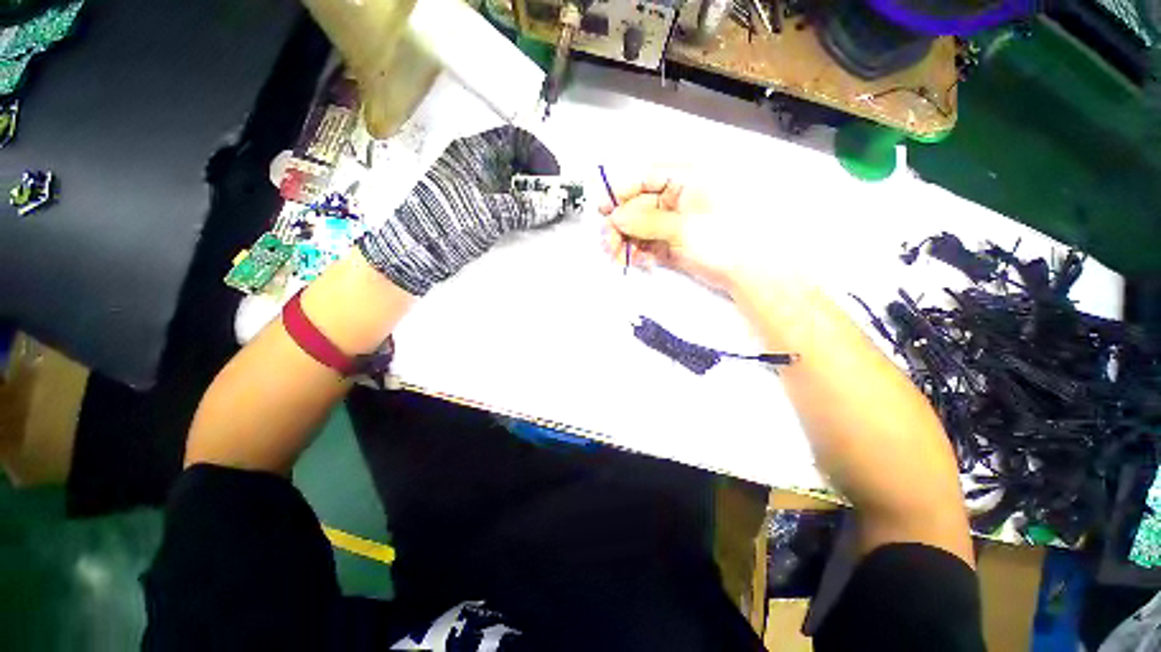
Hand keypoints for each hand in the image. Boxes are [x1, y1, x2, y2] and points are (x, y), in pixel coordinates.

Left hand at [359, 126, 566, 295]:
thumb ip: (525, 208)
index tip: (555, 180)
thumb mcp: (490, 214)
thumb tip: (558, 204)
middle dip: (539, 178)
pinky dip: (521, 208)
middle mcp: (474, 163)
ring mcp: (473, 185)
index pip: (516, 139)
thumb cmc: (448, 224)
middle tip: (555, 200)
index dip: (541, 156)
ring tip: (547, 213)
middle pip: (516, 160)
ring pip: (512, 181)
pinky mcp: (474, 205)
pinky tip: (530, 221)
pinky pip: (504, 199)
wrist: (413, 253)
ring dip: (532, 195)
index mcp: (473, 152)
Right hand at [599, 177, 772, 293]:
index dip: (622, 192)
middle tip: (607, 243)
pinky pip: (648, 244)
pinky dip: (640, 253)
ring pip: (640, 227)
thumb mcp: (683, 226)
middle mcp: (677, 197)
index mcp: (686, 180)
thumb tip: (615, 217)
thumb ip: (646, 220)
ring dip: (626, 242)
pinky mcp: (672, 243)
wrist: (748, 272)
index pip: (645, 177)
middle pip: (638, 205)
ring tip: (617, 257)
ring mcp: (674, 222)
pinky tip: (637, 262)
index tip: (603, 211)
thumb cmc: (722, 238)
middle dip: (621, 225)